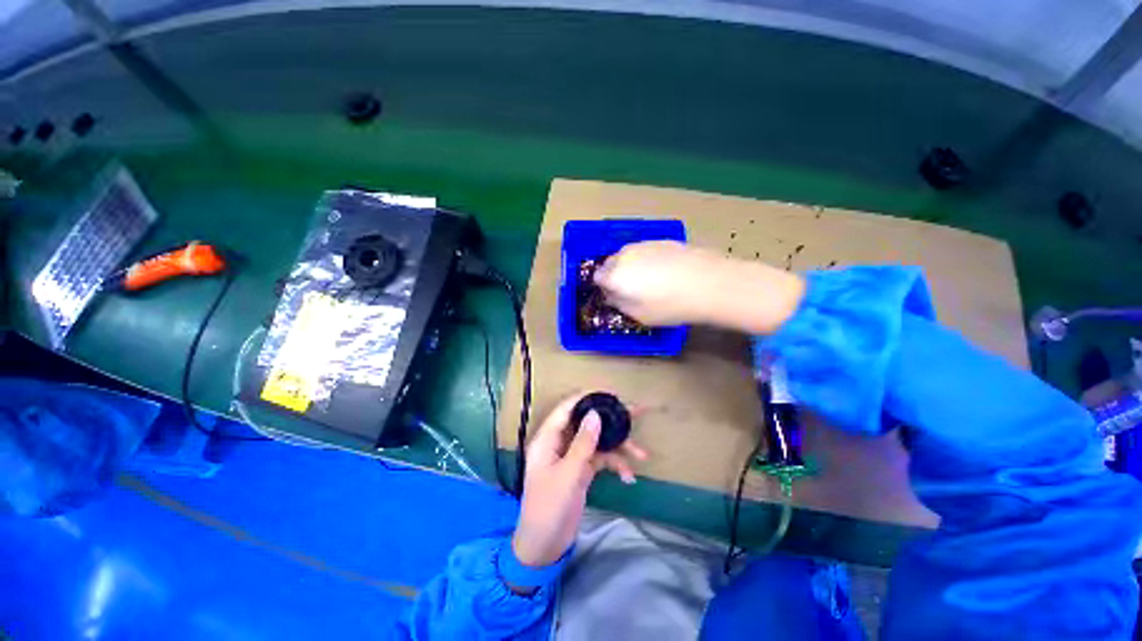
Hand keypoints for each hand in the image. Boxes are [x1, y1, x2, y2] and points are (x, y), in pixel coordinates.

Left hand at [511, 393, 647, 568]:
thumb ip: (583, 443)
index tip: (609, 392)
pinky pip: (601, 460)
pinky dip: (615, 465)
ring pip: (598, 442)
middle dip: (611, 420)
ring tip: (642, 454)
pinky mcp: (582, 470)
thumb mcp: (568, 475)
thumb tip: (596, 414)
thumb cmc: (548, 507)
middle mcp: (561, 442)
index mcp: (548, 438)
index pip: (567, 408)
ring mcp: (573, 456)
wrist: (544, 546)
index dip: (587, 397)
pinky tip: (628, 477)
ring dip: (619, 447)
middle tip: (636, 411)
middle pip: (587, 423)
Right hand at [593, 240, 805, 334]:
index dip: (605, 288)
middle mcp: (625, 254)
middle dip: (615, 275)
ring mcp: (644, 244)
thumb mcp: (638, 315)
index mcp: (614, 274)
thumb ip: (618, 303)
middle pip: (611, 263)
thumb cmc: (670, 305)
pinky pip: (646, 251)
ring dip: (632, 266)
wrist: (710, 283)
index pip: (597, 277)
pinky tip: (666, 272)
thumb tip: (612, 294)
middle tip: (632, 290)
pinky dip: (648, 260)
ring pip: (629, 255)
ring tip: (652, 282)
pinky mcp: (663, 240)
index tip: (615, 296)